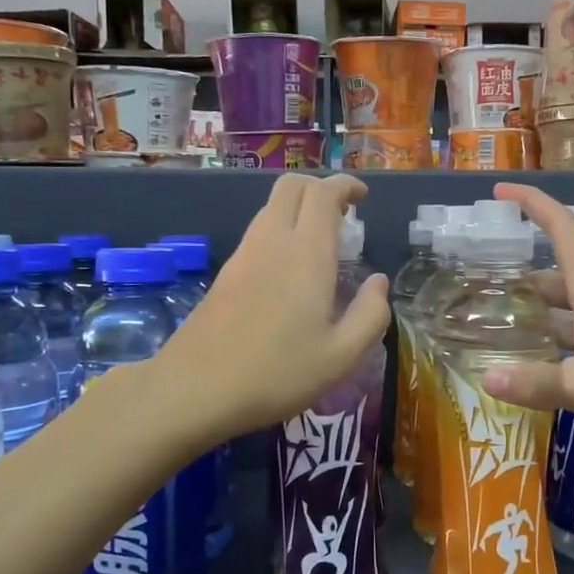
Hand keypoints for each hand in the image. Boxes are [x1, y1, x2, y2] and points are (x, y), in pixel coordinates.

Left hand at [162, 173, 389, 439]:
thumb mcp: (341, 356)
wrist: (195, 388)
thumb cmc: (277, 373)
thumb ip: (370, 315)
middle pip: (291, 186)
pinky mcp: (225, 273)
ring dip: (299, 209)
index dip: (345, 185)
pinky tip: (291, 269)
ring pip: (271, 207)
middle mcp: (273, 241)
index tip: (363, 198)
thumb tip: (378, 282)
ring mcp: (244, 255)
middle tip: (343, 214)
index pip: (323, 193)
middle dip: (320, 187)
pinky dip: (280, 230)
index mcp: (307, 254)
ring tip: (322, 242)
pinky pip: (258, 232)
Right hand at [481, 183, 573, 439]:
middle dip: (527, 278)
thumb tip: (487, 380)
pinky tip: (551, 365)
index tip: (501, 192)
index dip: (531, 204)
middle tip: (492, 290)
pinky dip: (565, 340)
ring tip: (511, 328)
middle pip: (560, 273)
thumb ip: (537, 382)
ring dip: (546, 312)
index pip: (559, 229)